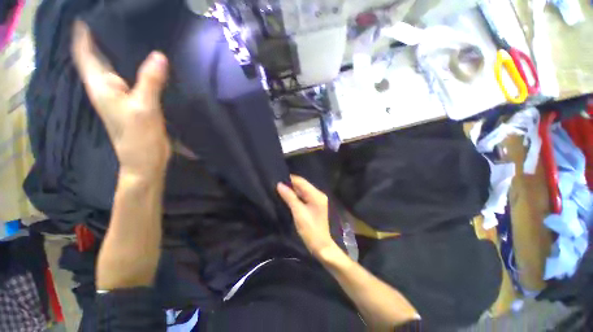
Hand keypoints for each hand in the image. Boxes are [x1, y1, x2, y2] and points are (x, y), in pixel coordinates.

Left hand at [72, 21, 170, 178]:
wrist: (145, 161)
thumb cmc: (138, 139)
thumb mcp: (144, 110)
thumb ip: (150, 82)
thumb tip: (159, 55)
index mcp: (101, 86)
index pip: (85, 54)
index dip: (84, 35)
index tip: (88, 15)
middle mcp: (108, 87)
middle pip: (101, 56)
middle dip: (105, 37)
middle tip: (118, 18)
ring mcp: (122, 95)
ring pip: (119, 67)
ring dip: (123, 51)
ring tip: (133, 32)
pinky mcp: (136, 102)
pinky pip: (134, 78)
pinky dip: (138, 67)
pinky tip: (150, 61)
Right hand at [277, 175, 336, 256]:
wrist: (321, 245)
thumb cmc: (310, 229)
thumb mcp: (298, 212)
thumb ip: (289, 197)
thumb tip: (279, 184)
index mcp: (316, 194)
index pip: (301, 182)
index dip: (290, 179)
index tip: (277, 178)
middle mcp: (318, 194)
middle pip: (302, 185)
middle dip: (290, 185)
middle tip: (276, 184)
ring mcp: (317, 200)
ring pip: (302, 191)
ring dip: (292, 190)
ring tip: (279, 189)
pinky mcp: (314, 205)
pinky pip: (303, 197)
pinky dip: (296, 196)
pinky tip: (287, 197)